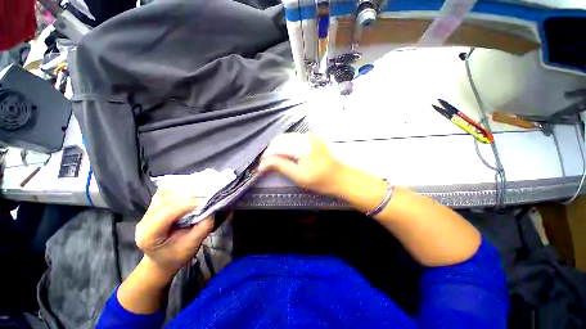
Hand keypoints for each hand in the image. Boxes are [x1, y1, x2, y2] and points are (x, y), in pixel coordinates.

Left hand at [135, 189, 214, 281]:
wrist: (163, 260)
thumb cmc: (177, 256)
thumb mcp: (192, 245)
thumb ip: (203, 227)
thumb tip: (212, 209)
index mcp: (149, 236)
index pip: (166, 213)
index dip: (187, 205)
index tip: (206, 201)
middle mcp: (144, 222)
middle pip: (165, 201)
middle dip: (187, 196)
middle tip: (206, 194)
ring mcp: (146, 213)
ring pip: (164, 194)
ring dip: (183, 190)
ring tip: (200, 190)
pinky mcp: (152, 208)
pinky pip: (164, 193)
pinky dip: (178, 189)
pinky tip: (190, 189)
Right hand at [259, 133, 345, 195]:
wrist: (340, 177)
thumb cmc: (321, 180)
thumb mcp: (299, 176)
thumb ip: (281, 166)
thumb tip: (263, 164)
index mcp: (303, 146)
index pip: (278, 146)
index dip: (267, 155)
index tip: (261, 165)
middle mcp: (306, 136)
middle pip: (281, 139)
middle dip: (271, 150)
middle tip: (267, 163)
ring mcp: (311, 136)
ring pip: (287, 137)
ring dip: (279, 147)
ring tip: (275, 159)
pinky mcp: (313, 138)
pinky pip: (295, 138)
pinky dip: (287, 145)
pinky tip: (286, 154)